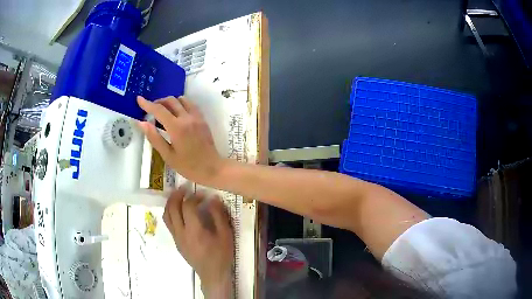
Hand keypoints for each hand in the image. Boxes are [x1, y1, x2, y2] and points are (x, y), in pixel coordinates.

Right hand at [137, 96, 223, 183]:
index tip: (139, 99)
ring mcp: (196, 116)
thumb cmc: (188, 166)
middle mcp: (187, 117)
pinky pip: (190, 104)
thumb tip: (141, 123)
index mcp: (176, 127)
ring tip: (163, 111)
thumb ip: (154, 137)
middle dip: (158, 102)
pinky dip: (181, 104)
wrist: (212, 168)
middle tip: (150, 109)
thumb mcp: (168, 155)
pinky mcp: (202, 118)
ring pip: (181, 99)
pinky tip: (176, 113)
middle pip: (170, 101)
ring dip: (170, 101)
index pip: (159, 110)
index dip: (147, 104)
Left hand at [163, 188, 233, 296]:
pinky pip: (169, 223)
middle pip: (172, 208)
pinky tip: (179, 212)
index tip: (203, 194)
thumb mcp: (226, 235)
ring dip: (170, 203)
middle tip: (184, 188)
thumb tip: (213, 198)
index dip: (194, 196)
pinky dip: (171, 213)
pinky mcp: (176, 242)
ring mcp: (176, 237)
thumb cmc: (221, 255)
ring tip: (178, 196)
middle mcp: (181, 232)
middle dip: (176, 195)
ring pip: (166, 216)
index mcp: (194, 230)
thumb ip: (219, 215)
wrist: (212, 274)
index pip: (187, 206)